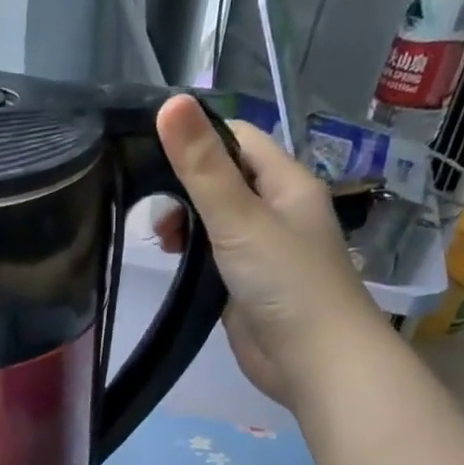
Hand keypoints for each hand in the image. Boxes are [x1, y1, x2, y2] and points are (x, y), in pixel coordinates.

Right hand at [154, 96, 387, 407]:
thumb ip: (202, 167)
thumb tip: (169, 103)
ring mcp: (259, 250)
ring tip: (157, 239)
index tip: (150, 152)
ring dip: (184, 223)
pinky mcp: (243, 286)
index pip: (238, 140)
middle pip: (222, 179)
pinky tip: (169, 263)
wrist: (313, 361)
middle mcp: (275, 210)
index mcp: (285, 183)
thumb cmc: (285, 282)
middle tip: (151, 212)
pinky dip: (189, 255)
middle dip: (184, 187)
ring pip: (214, 221)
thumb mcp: (240, 218)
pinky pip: (211, 258)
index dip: (197, 138)